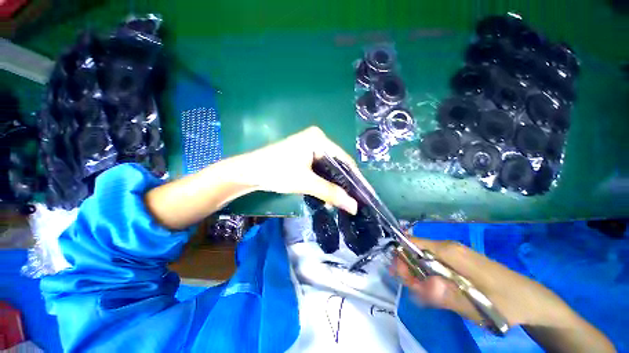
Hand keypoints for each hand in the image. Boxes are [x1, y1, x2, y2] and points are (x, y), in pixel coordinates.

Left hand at [241, 126, 358, 213]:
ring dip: (333, 184)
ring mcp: (309, 146)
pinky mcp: (303, 154)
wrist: (249, 172)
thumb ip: (331, 193)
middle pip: (337, 163)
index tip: (364, 194)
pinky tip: (328, 193)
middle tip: (353, 200)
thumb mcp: (306, 183)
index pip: (344, 159)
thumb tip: (354, 207)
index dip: (355, 178)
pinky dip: (323, 181)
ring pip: (328, 167)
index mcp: (319, 139)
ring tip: (342, 200)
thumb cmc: (277, 172)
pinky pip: (319, 168)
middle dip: (344, 182)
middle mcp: (317, 139)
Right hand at [394, 237, 614, 352]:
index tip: (401, 278)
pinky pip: (434, 267)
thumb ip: (447, 296)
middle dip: (410, 271)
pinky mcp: (457, 264)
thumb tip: (421, 285)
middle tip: (418, 294)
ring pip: (423, 261)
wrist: (532, 301)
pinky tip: (437, 294)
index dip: (401, 258)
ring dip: (419, 278)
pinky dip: (429, 279)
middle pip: (415, 252)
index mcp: (449, 250)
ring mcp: (453, 255)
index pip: (412, 244)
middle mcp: (447, 248)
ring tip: (428, 298)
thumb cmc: (506, 302)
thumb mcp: (478, 306)